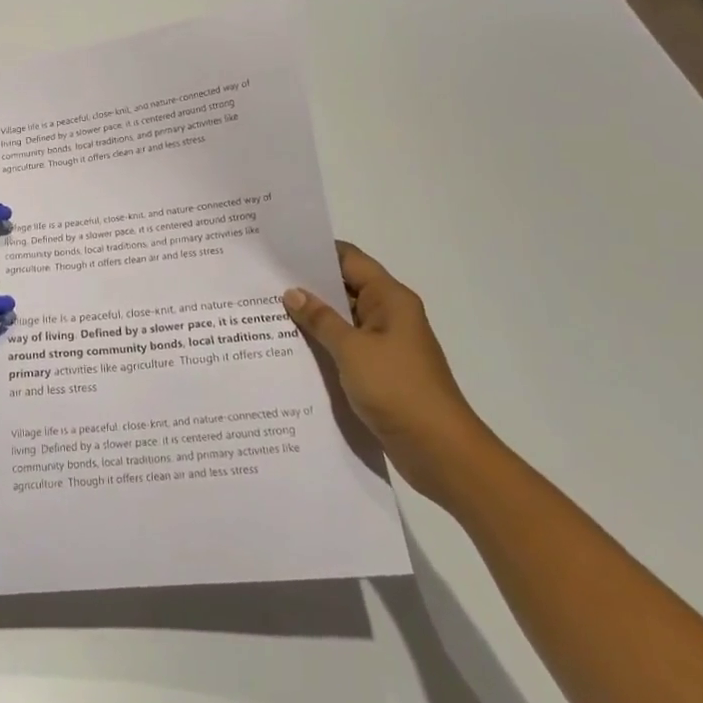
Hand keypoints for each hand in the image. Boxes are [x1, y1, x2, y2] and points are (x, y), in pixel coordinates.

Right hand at [282, 241, 494, 504]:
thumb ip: (320, 319)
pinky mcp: (380, 371)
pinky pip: (346, 347)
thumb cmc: (398, 389)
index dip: (316, 252)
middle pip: (345, 288)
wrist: (440, 451)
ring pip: (343, 320)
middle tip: (263, 282)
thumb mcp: (352, 350)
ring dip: (313, 318)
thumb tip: (293, 292)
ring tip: (267, 313)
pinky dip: (322, 344)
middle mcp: (389, 315)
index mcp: (390, 299)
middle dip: (307, 286)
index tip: (279, 251)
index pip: (349, 259)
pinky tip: (291, 349)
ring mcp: (386, 344)